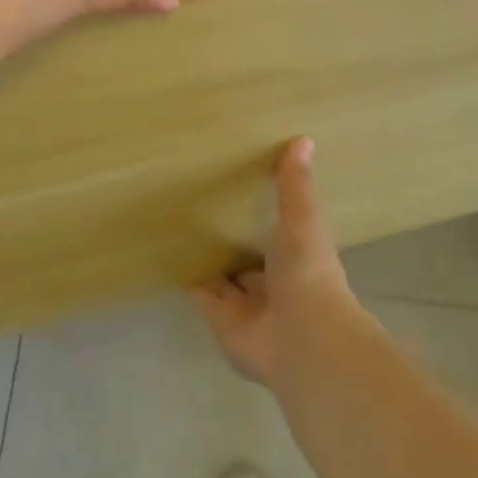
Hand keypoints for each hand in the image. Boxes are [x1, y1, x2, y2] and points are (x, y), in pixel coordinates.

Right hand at [194, 138, 357, 385]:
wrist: (302, 338)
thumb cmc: (308, 274)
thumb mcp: (303, 221)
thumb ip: (296, 186)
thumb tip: (304, 138)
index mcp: (296, 259)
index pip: (276, 234)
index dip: (262, 215)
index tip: (241, 187)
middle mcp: (272, 284)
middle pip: (247, 258)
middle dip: (230, 239)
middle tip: (202, 203)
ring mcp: (246, 305)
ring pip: (223, 277)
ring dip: (208, 258)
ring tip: (180, 222)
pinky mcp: (220, 320)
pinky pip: (200, 293)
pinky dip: (187, 276)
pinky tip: (169, 251)